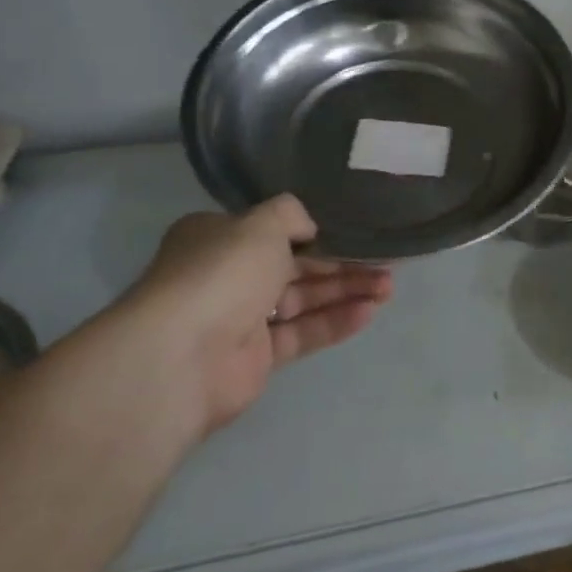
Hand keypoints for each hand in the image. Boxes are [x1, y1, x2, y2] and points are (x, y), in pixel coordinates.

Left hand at [122, 197, 392, 432]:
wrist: (182, 356)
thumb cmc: (221, 273)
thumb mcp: (260, 224)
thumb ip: (291, 215)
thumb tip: (309, 227)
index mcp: (218, 238)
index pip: (274, 230)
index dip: (318, 231)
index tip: (356, 231)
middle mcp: (229, 275)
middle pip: (297, 266)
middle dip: (342, 263)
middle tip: (387, 262)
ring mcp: (242, 318)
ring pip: (304, 299)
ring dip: (346, 291)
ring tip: (388, 287)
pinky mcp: (258, 356)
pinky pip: (303, 332)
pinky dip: (335, 322)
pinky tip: (370, 312)